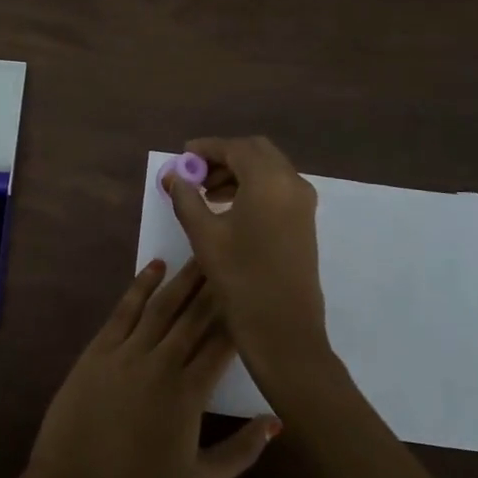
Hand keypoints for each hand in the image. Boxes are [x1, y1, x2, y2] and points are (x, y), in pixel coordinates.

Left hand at [23, 258, 279, 477]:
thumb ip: (242, 452)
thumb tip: (276, 421)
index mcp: (189, 393)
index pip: (222, 343)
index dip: (238, 315)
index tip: (252, 291)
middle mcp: (161, 363)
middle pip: (195, 316)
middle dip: (215, 286)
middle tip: (232, 258)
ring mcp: (127, 352)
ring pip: (163, 306)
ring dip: (184, 278)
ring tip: (202, 254)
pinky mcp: (99, 348)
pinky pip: (125, 309)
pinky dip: (141, 285)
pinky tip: (156, 266)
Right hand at [165, 136, 328, 380]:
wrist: (284, 329)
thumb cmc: (241, 279)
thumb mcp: (205, 236)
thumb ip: (186, 198)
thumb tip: (173, 176)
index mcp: (269, 181)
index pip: (235, 148)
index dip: (206, 148)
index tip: (182, 157)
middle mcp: (292, 183)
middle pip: (255, 151)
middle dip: (224, 156)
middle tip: (195, 174)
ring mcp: (303, 202)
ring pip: (268, 169)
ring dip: (238, 172)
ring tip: (206, 194)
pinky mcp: (304, 220)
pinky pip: (277, 187)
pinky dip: (253, 186)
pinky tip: (229, 208)